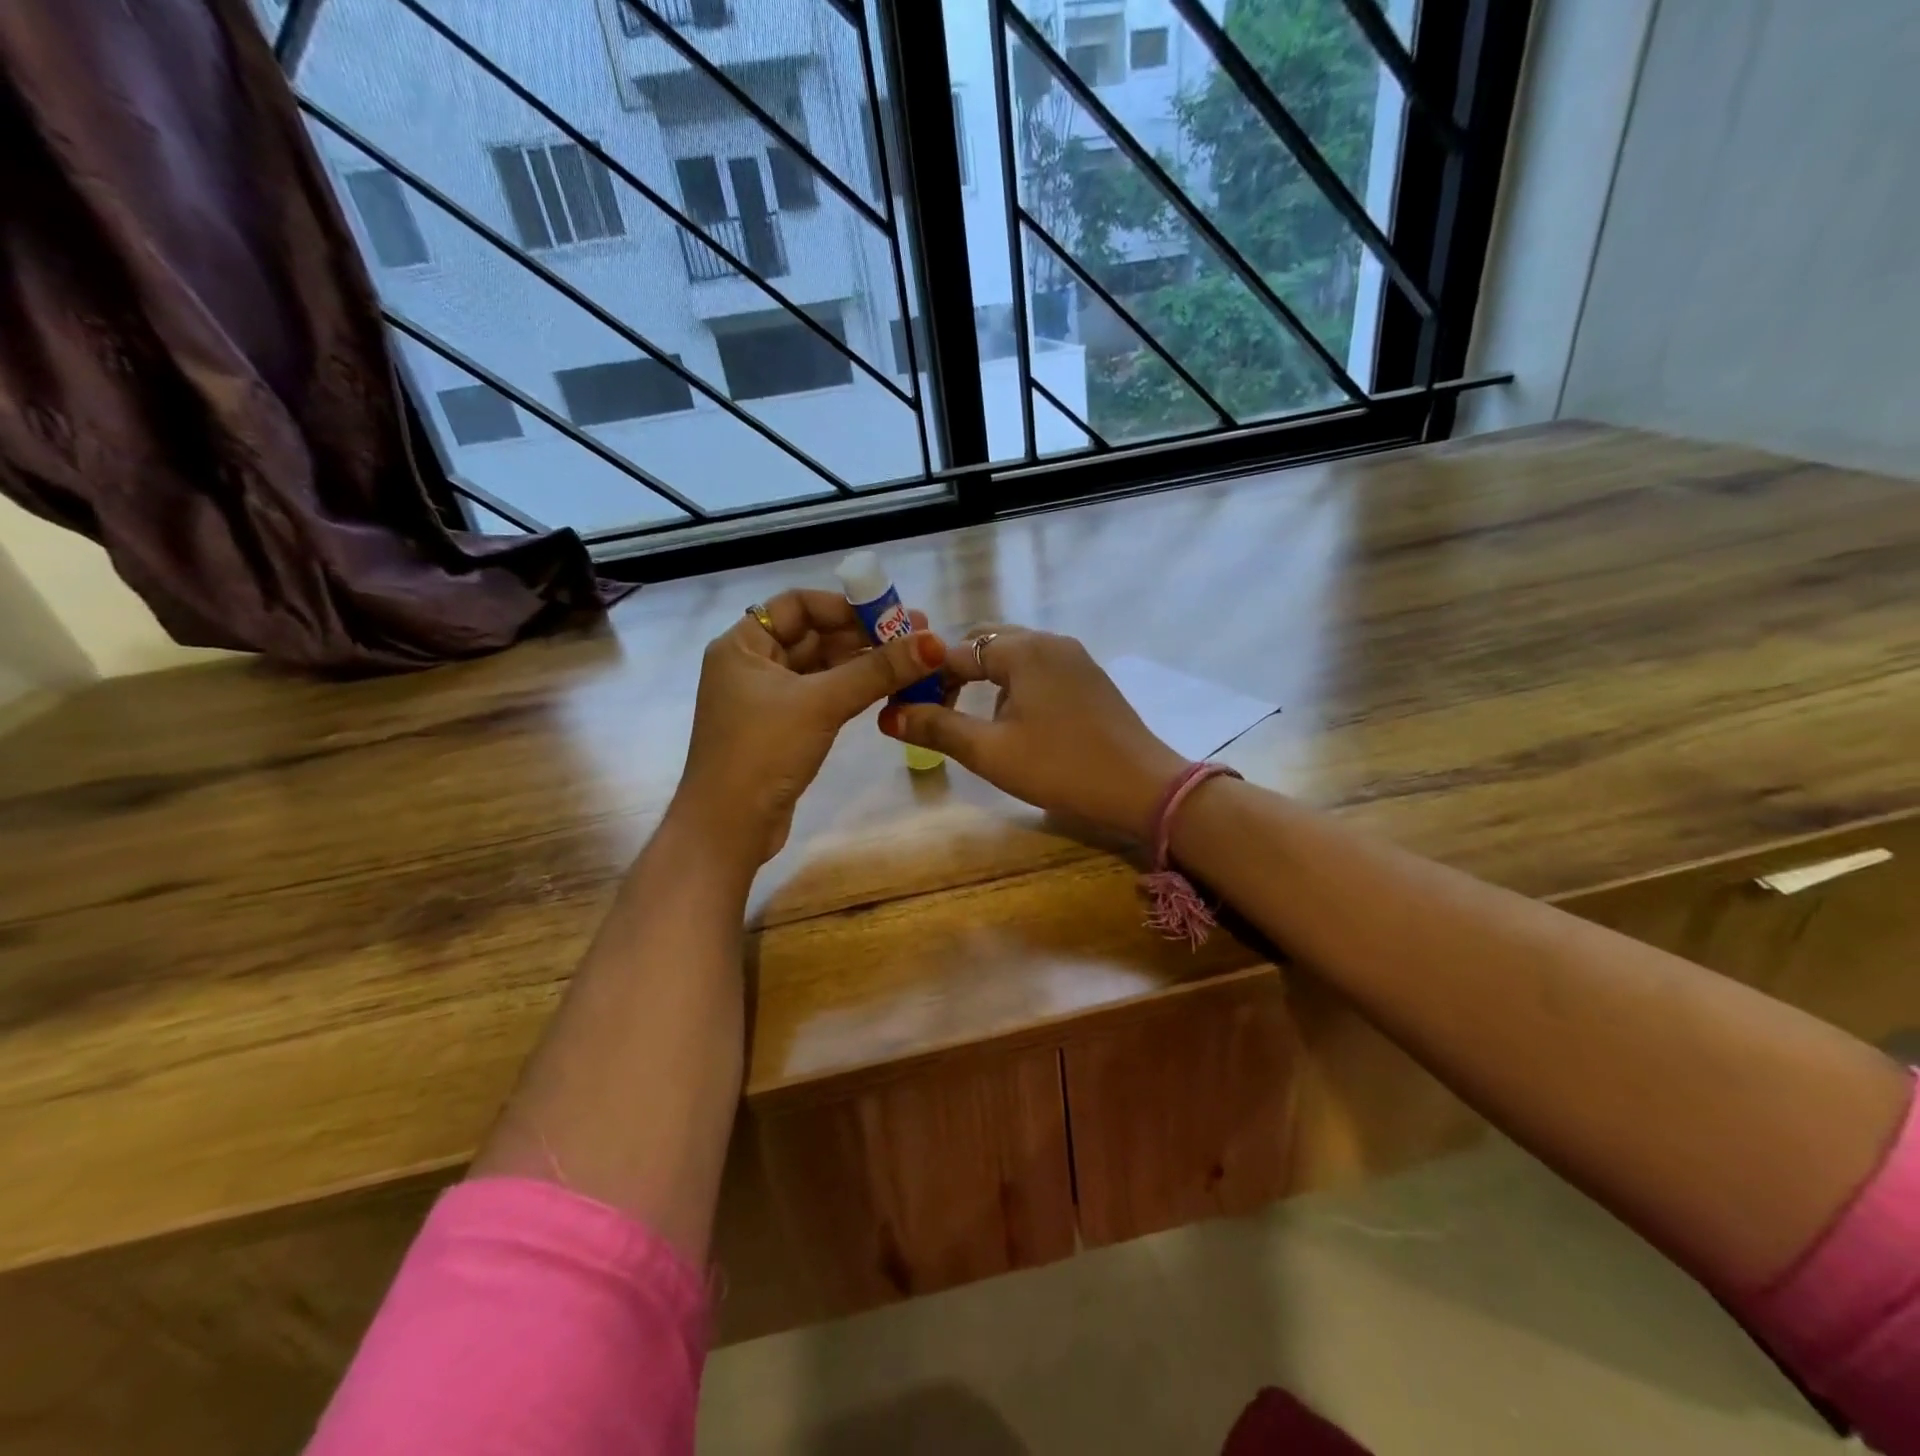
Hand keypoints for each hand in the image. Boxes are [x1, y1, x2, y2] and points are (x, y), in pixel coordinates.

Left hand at [674, 590, 944, 862]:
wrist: (729, 829)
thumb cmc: (763, 752)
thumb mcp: (822, 704)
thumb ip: (879, 670)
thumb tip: (934, 642)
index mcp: (743, 645)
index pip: (798, 605)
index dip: (845, 606)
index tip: (890, 614)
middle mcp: (752, 664)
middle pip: (814, 635)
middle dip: (864, 635)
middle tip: (917, 637)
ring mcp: (767, 698)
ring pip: (822, 667)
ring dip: (864, 663)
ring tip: (913, 661)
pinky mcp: (783, 728)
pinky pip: (823, 695)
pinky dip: (853, 689)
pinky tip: (888, 689)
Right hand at [878, 627, 1185, 840]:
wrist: (1143, 788)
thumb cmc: (1061, 768)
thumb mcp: (991, 752)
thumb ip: (938, 728)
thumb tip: (889, 715)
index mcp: (1023, 650)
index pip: (956, 652)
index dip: (924, 679)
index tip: (905, 710)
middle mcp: (1049, 641)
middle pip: (985, 643)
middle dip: (954, 673)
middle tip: (935, 711)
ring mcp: (1074, 657)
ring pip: (1013, 655)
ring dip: (984, 679)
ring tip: (972, 721)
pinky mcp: (1089, 677)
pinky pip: (1038, 668)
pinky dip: (1014, 685)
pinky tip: (1015, 721)